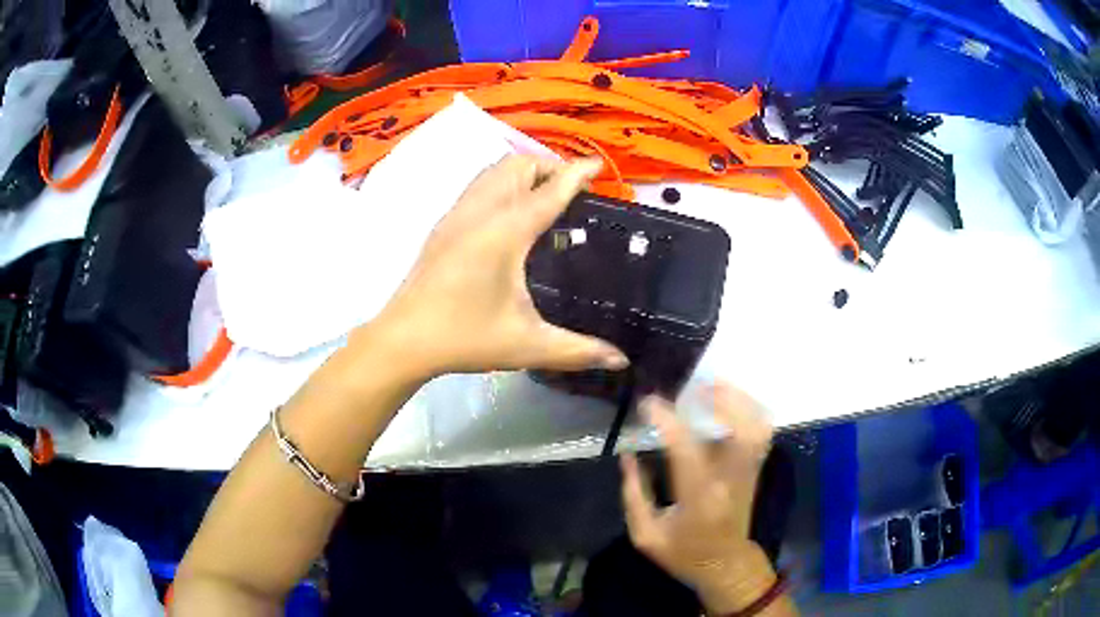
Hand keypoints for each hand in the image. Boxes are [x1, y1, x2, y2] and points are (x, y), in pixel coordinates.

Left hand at [370, 155, 627, 376]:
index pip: (550, 191)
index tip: (598, 165)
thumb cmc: (466, 337)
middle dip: (550, 167)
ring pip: (494, 170)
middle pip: (519, 166)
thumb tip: (621, 361)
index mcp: (506, 232)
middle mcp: (481, 211)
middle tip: (573, 191)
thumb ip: (579, 350)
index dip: (577, 174)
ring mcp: (457, 214)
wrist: (403, 339)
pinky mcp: (443, 224)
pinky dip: (501, 182)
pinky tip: (508, 212)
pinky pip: (478, 184)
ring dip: (524, 171)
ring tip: (544, 194)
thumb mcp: (528, 345)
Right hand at [620, 384, 778, 613]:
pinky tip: (731, 402)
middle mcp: (730, 481)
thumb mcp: (646, 535)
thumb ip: (634, 494)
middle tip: (692, 385)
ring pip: (757, 427)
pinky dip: (751, 411)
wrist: (725, 566)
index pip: (686, 450)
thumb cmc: (683, 554)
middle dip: (720, 400)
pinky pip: (762, 433)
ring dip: (739, 400)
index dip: (667, 421)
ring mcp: (748, 473)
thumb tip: (628, 455)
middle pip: (740, 430)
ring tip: (714, 385)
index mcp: (699, 499)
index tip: (648, 402)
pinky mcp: (755, 470)